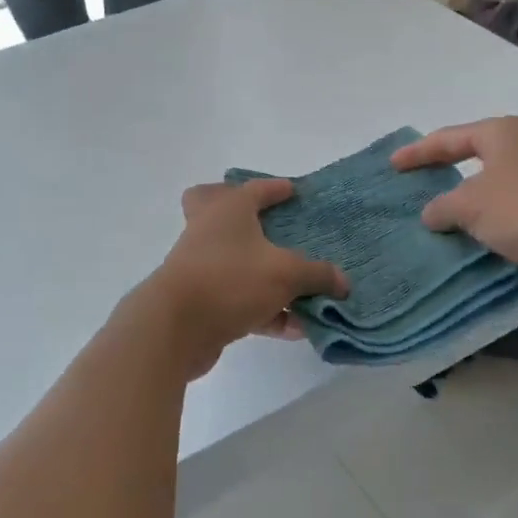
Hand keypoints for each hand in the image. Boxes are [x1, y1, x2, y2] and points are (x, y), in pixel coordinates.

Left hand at [145, 179, 348, 376]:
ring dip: (268, 276)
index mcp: (228, 210)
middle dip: (242, 215)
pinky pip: (240, 300)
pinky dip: (266, 310)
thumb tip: (343, 282)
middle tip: (268, 223)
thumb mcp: (286, 274)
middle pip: (214, 208)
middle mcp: (210, 232)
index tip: (294, 190)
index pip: (254, 189)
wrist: (175, 328)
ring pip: (236, 262)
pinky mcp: (202, 302)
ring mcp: (202, 267)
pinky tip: (295, 327)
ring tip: (304, 291)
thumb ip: (318, 275)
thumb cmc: (231, 280)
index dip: (275, 188)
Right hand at [391, 117, 517, 291]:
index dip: (417, 152)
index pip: (448, 138)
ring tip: (437, 215)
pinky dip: (486, 218)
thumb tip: (431, 214)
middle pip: (471, 156)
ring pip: (490, 184)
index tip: (392, 165)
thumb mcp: (471, 205)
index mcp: (500, 133)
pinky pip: (506, 208)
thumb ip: (442, 206)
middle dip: (442, 171)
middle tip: (413, 183)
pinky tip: (471, 235)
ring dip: (465, 200)